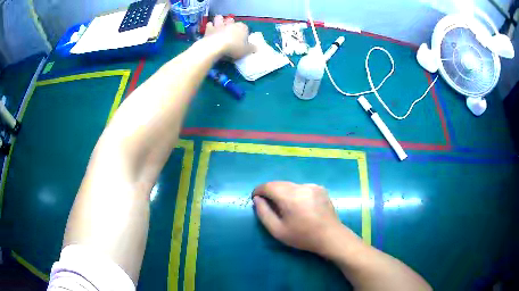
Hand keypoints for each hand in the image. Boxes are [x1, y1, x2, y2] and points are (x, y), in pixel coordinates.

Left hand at [204, 15, 254, 58]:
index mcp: (242, 27)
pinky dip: (210, 27)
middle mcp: (231, 24)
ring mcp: (219, 25)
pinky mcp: (209, 29)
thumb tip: (255, 48)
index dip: (244, 33)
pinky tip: (210, 31)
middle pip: (231, 20)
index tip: (242, 39)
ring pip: (220, 18)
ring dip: (219, 21)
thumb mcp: (246, 50)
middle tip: (230, 30)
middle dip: (231, 23)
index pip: (245, 28)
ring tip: (219, 26)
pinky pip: (209, 25)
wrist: (216, 47)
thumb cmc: (234, 47)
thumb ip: (252, 48)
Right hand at [252, 181, 359, 256]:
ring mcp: (312, 186)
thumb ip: (263, 213)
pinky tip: (300, 206)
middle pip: (279, 184)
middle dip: (270, 191)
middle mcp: (301, 186)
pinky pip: (301, 187)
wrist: (330, 236)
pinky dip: (296, 193)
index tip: (255, 199)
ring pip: (290, 185)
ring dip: (283, 192)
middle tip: (269, 205)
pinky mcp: (320, 188)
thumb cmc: (302, 236)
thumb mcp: (277, 230)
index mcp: (290, 196)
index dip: (259, 190)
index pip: (268, 186)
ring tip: (286, 207)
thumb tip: (257, 199)